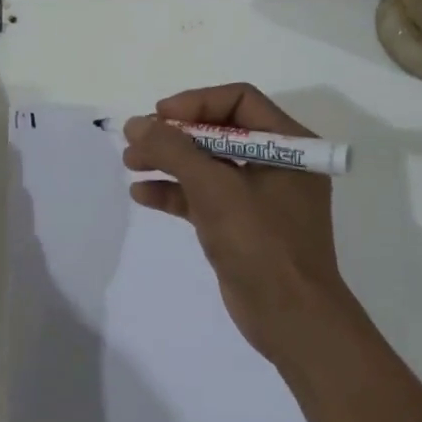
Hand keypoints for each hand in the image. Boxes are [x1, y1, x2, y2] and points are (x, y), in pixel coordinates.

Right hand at [123, 83, 355, 364]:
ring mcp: (257, 196)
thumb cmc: (261, 244)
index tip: (161, 117)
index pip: (239, 100)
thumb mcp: (214, 189)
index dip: (196, 102)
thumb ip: (173, 150)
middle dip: (175, 134)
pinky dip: (174, 191)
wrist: (291, 321)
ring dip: (168, 160)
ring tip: (130, 162)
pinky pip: (203, 195)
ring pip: (206, 163)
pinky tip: (142, 193)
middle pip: (218, 130)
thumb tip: (135, 123)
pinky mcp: (240, 224)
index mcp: (289, 145)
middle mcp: (276, 163)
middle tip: (138, 140)